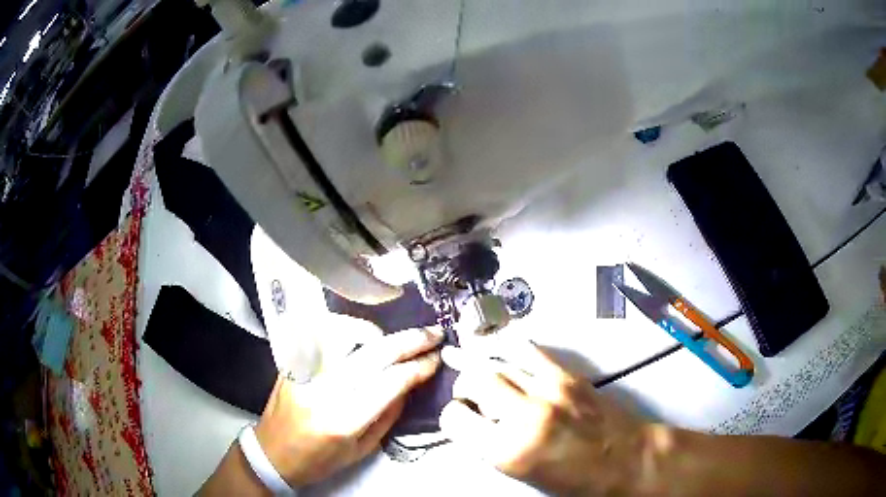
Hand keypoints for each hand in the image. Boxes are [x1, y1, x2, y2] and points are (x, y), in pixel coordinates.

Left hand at [255, 327, 442, 487]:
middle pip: (373, 353)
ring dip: (375, 331)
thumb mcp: (362, 449)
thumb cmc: (319, 459)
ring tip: (392, 339)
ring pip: (344, 333)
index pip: (389, 382)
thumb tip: (409, 383)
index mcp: (343, 420)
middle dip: (409, 341)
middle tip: (433, 334)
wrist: (273, 452)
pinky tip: (359, 336)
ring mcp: (304, 372)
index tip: (436, 359)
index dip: (418, 367)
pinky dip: (345, 329)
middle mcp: (322, 390)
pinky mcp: (292, 362)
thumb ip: (388, 415)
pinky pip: (321, 334)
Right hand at [439, 341, 649, 495]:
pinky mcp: (568, 374)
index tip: (463, 420)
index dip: (454, 418)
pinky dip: (511, 351)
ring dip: (486, 368)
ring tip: (490, 379)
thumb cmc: (574, 479)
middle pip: (474, 379)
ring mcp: (549, 388)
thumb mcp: (521, 474)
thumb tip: (471, 420)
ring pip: (497, 360)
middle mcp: (525, 414)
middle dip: (466, 387)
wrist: (625, 459)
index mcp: (508, 451)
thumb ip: (490, 446)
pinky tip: (508, 359)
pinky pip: (527, 349)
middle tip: (475, 399)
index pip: (455, 418)